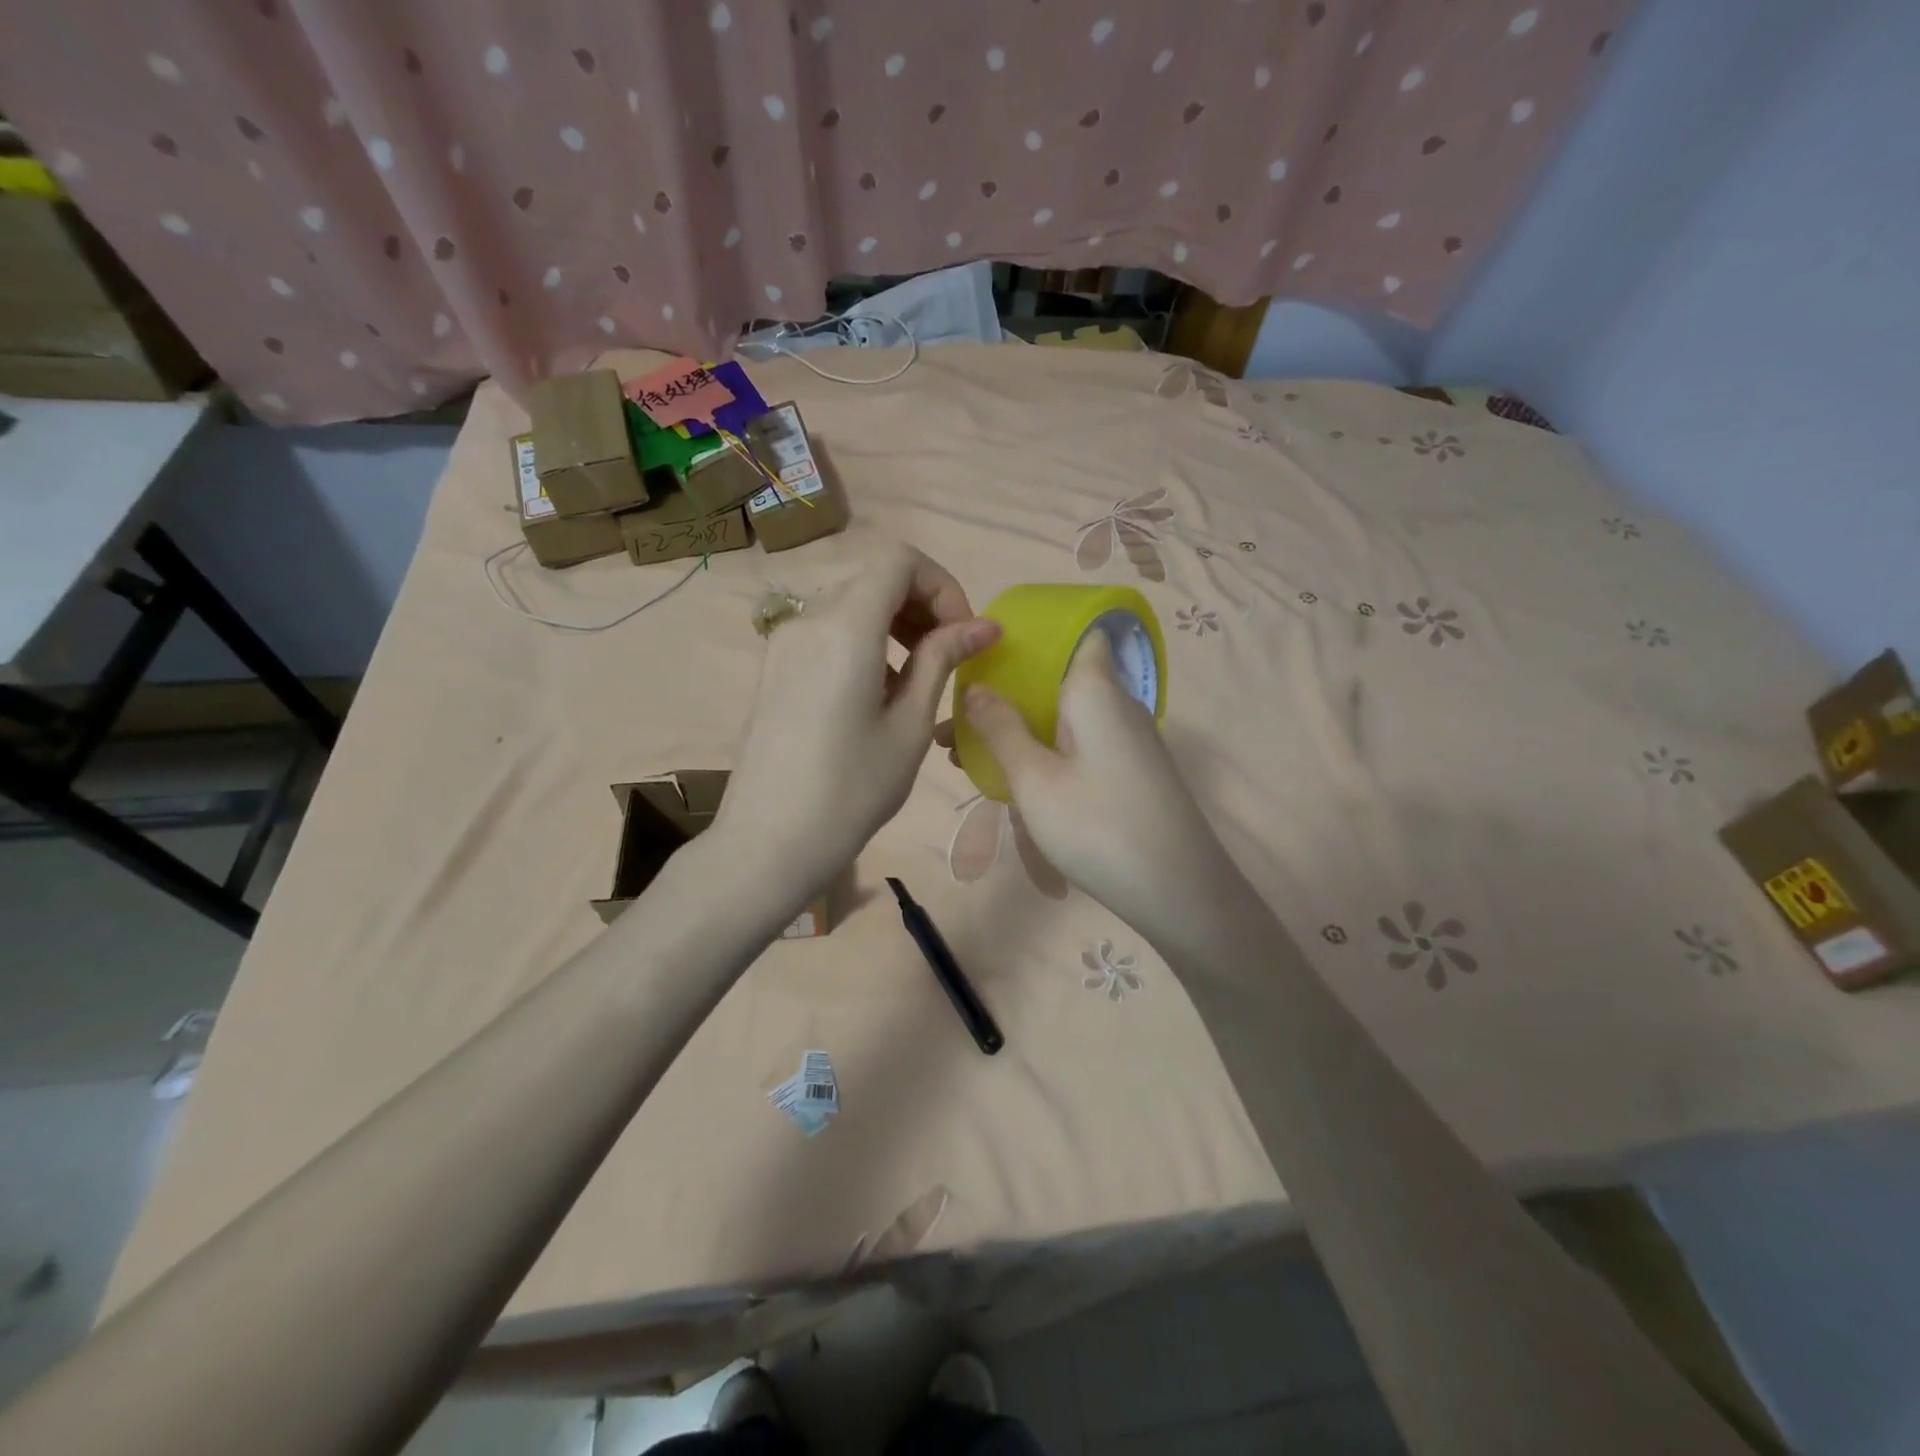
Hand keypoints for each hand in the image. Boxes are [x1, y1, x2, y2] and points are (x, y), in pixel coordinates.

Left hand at [718, 545, 998, 892]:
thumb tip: (985, 626)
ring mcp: (785, 642)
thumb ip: (942, 660)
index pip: (900, 560)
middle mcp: (809, 619)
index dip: (942, 586)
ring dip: (895, 622)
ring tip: (920, 675)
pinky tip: (879, 692)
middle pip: (874, 578)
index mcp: (845, 626)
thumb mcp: (908, 725)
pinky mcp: (775, 667)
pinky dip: (865, 641)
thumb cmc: (851, 790)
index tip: (963, 634)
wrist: (768, 841)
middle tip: (951, 655)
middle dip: (922, 604)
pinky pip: (828, 631)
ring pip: (851, 604)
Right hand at [947, 631, 1237, 937]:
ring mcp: (1127, 739)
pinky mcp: (1129, 770)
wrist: (1178, 892)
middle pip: (1058, 678)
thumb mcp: (1035, 779)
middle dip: (1006, 692)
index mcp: (1096, 689)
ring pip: (1064, 715)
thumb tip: (975, 688)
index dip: (1032, 634)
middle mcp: (1117, 703)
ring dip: (1019, 726)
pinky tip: (1010, 775)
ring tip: (964, 753)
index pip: (1075, 631)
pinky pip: (1078, 742)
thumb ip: (1001, 729)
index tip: (985, 649)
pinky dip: (1042, 748)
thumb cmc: (1098, 826)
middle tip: (954, 719)